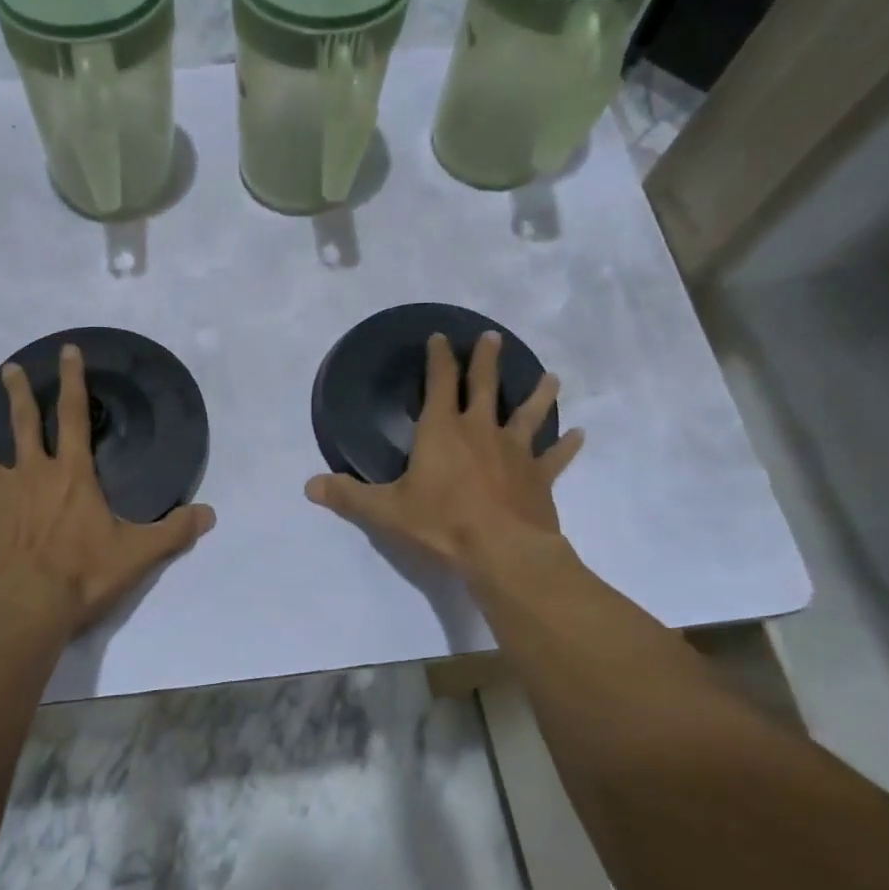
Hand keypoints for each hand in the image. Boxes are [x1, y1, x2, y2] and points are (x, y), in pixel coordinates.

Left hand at [0, 344, 215, 635]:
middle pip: (23, 424)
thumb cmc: (83, 575)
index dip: (74, 382)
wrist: (26, 608)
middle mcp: (32, 475)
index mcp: (72, 475)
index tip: (66, 350)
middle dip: (19, 394)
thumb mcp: (139, 553)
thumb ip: (175, 531)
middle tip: (9, 368)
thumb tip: (210, 514)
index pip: (76, 417)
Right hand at [305, 331, 582, 580]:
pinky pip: (555, 457)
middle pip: (484, 387)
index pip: (439, 384)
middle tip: (493, 337)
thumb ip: (348, 497)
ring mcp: (514, 452)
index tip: (441, 338)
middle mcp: (480, 431)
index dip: (439, 359)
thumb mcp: (385, 511)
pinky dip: (567, 446)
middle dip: (486, 361)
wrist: (503, 552)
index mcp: (441, 432)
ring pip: (528, 414)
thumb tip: (309, 487)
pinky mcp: (539, 478)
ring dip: (538, 394)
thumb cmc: (441, 523)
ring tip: (550, 375)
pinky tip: (579, 435)